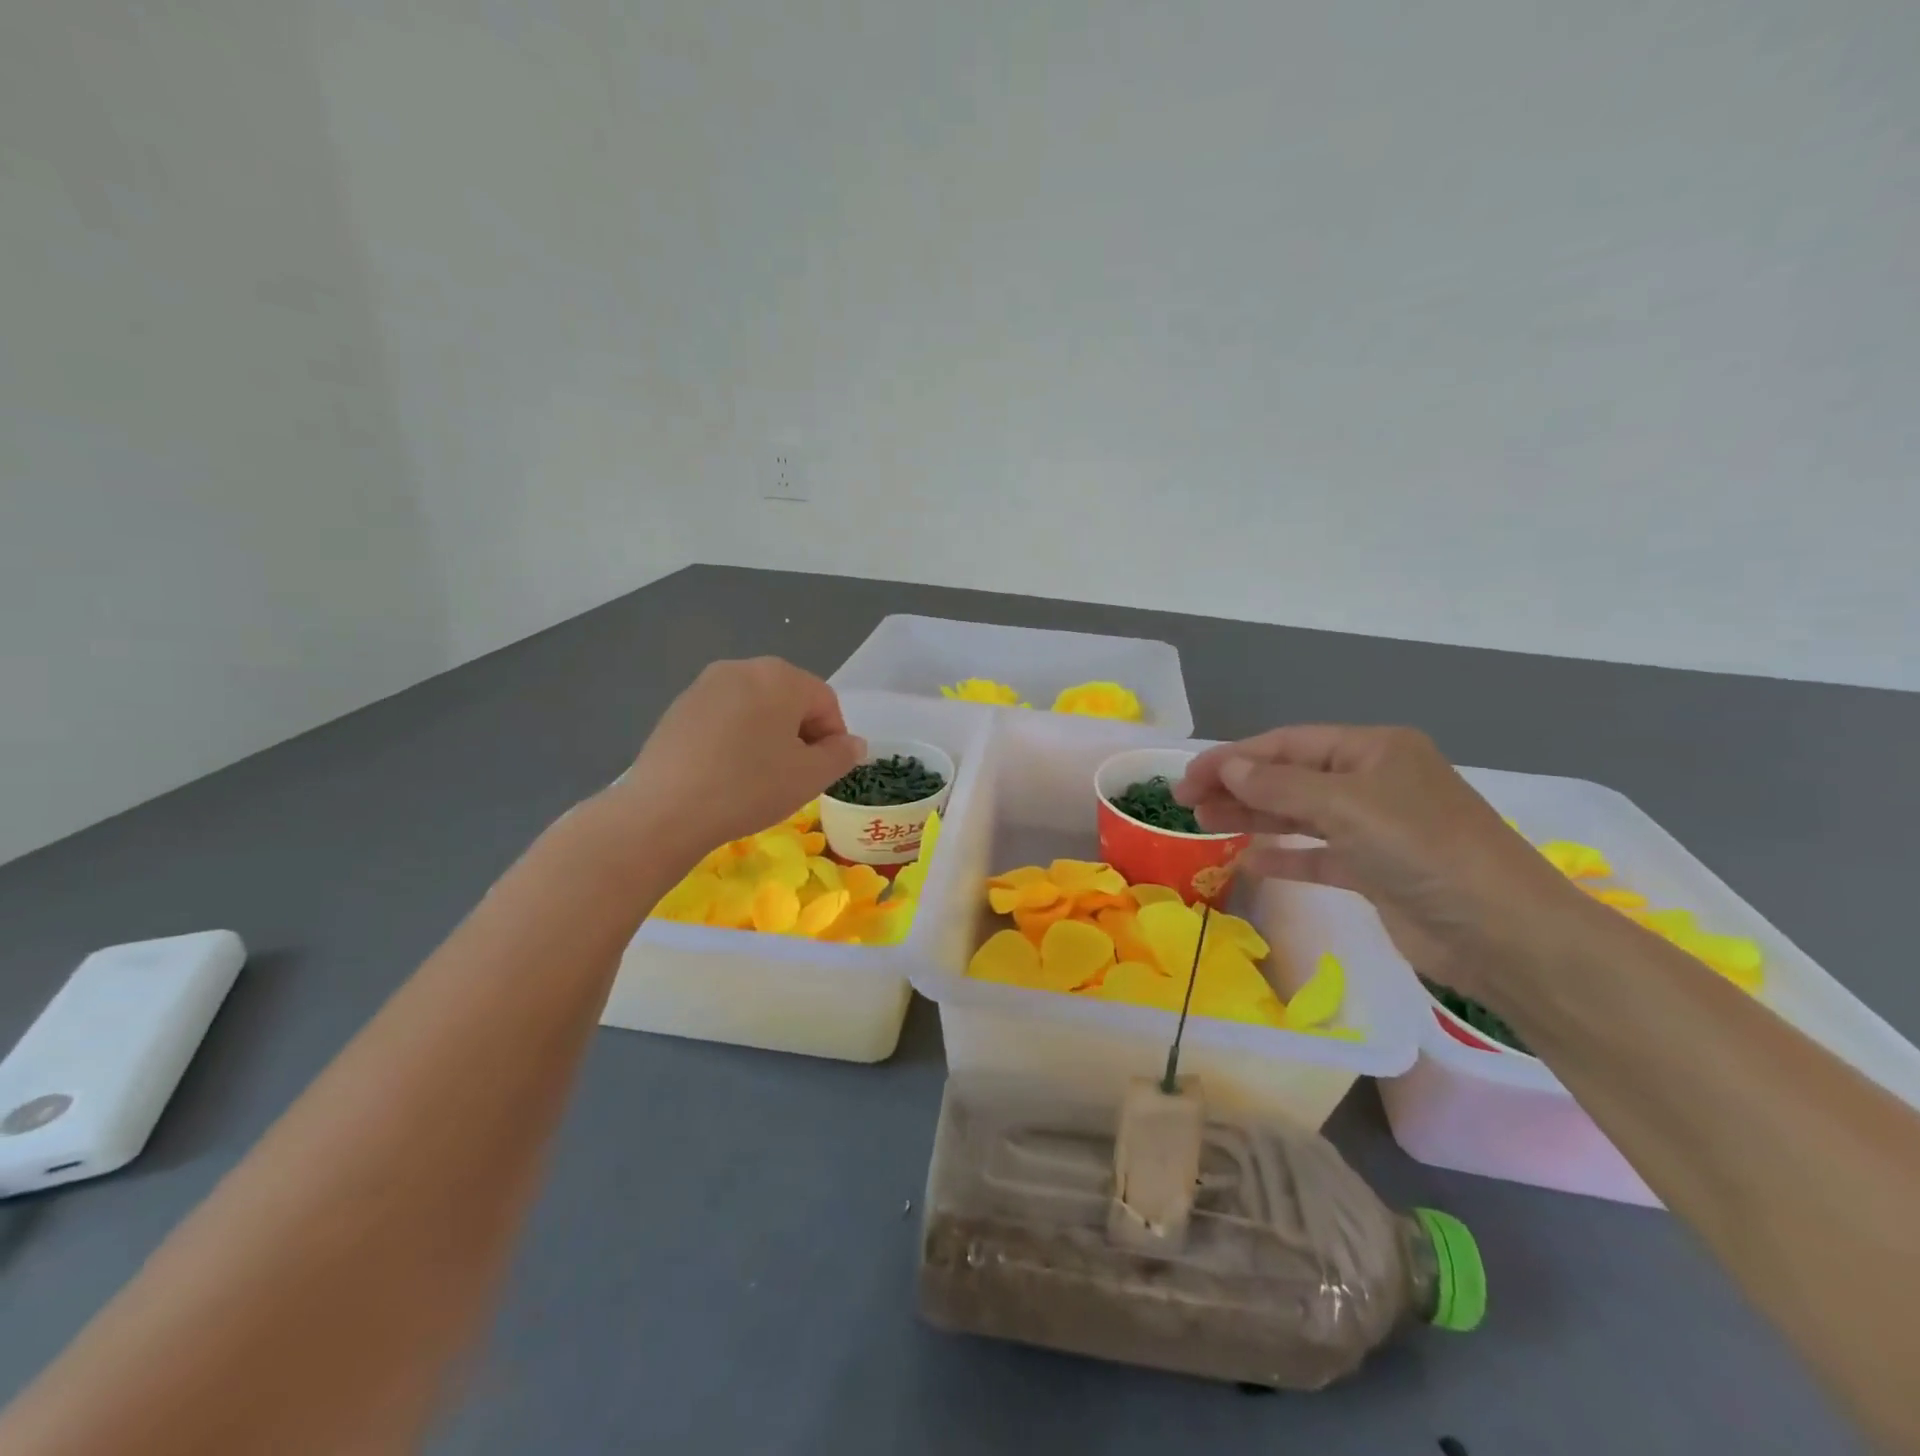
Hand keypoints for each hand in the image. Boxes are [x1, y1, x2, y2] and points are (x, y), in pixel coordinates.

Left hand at [603, 658, 865, 860]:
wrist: (665, 810)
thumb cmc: (750, 787)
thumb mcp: (810, 776)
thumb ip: (841, 755)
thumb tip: (853, 743)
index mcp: (781, 676)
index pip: (825, 701)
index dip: (832, 738)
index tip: (822, 773)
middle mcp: (743, 668)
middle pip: (789, 699)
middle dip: (799, 734)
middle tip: (793, 775)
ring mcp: (705, 685)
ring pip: (755, 708)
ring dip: (767, 736)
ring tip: (758, 776)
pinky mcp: (678, 707)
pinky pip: (724, 718)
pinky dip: (735, 739)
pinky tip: (726, 773)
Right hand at [1175, 726, 1599, 998]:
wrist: (1504, 934)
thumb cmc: (1423, 850)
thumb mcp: (1346, 806)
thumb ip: (1280, 786)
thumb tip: (1228, 769)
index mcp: (1373, 750)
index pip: (1288, 744)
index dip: (1234, 758)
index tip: (1187, 777)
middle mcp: (1374, 782)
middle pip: (1290, 777)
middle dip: (1238, 786)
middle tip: (1185, 803)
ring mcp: (1377, 828)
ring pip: (1300, 814)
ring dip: (1254, 816)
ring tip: (1204, 823)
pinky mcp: (1377, 871)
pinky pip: (1318, 855)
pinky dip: (1285, 856)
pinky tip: (1250, 861)